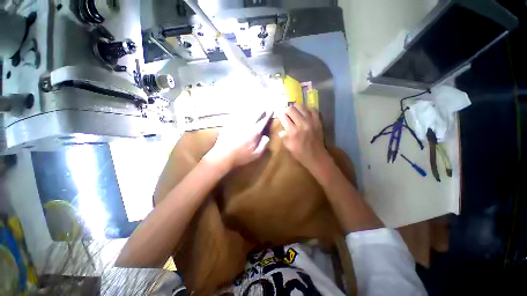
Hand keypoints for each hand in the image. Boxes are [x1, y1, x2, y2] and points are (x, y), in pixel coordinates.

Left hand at [204, 111, 271, 169]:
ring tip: (257, 105)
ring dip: (253, 108)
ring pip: (247, 112)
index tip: (271, 109)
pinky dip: (242, 110)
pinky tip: (243, 108)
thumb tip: (266, 137)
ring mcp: (238, 123)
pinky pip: (237, 114)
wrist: (223, 155)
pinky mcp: (230, 123)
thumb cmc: (241, 156)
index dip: (268, 115)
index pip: (263, 121)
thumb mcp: (256, 154)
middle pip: (256, 114)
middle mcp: (247, 125)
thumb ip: (263, 145)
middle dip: (261, 109)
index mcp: (254, 132)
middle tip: (265, 106)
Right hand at [278, 105, 331, 171]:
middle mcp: (302, 124)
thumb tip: (281, 130)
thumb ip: (284, 137)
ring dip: (296, 108)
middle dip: (286, 110)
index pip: (284, 117)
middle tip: (285, 113)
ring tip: (294, 111)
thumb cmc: (300, 154)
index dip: (280, 115)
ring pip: (301, 107)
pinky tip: (304, 112)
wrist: (316, 157)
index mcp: (293, 132)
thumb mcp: (289, 147)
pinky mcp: (318, 121)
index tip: (279, 115)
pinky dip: (307, 109)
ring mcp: (311, 121)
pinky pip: (312, 109)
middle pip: (292, 109)